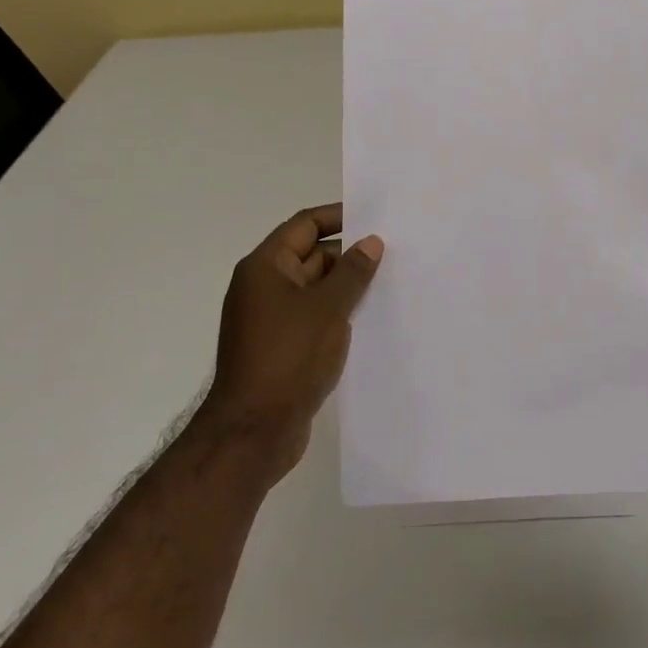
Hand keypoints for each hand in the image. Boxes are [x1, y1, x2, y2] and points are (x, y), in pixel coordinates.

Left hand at [200, 204, 383, 484]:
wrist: (254, 430)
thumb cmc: (289, 357)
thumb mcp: (328, 309)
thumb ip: (352, 272)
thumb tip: (371, 242)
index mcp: (265, 267)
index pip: (305, 225)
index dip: (339, 217)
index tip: (375, 218)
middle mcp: (263, 287)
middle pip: (310, 256)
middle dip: (349, 254)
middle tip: (393, 254)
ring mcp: (271, 319)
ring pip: (315, 290)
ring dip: (346, 287)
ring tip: (390, 284)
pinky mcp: (281, 347)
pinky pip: (313, 317)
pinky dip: (338, 314)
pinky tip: (370, 320)